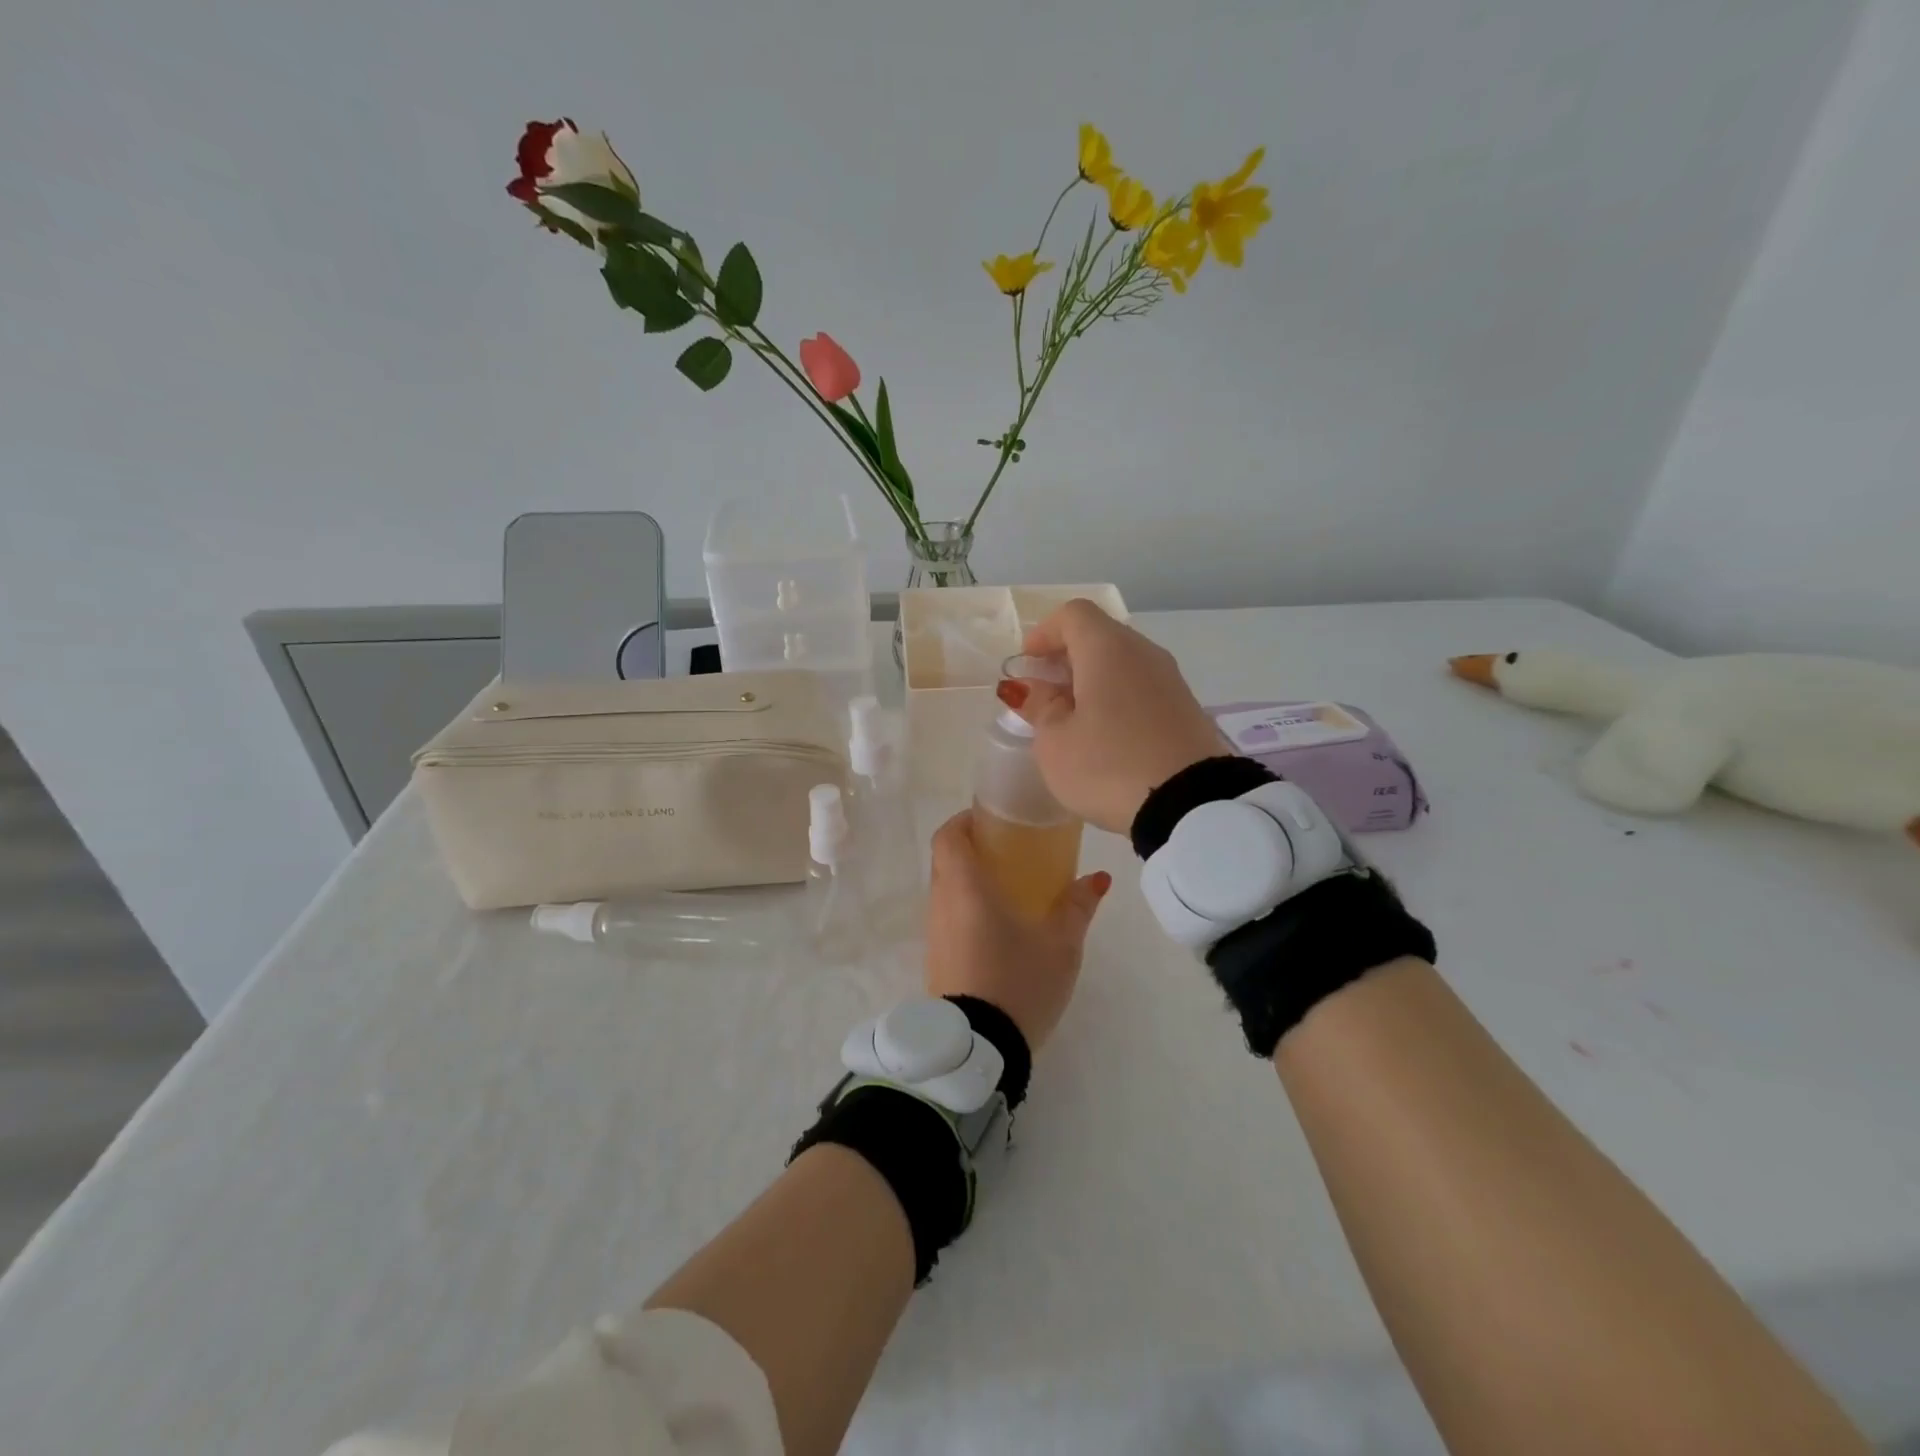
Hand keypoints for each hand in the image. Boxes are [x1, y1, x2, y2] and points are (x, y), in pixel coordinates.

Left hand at [924, 811, 1110, 1051]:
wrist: (979, 1049)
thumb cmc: (1018, 981)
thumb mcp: (1060, 943)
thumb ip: (1078, 905)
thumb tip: (1099, 878)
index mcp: (965, 886)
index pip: (948, 835)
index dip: (965, 821)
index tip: (993, 822)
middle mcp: (941, 903)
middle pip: (946, 860)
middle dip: (974, 849)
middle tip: (1011, 852)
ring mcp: (934, 934)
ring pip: (946, 890)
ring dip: (970, 881)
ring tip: (1010, 888)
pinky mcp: (937, 960)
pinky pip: (948, 918)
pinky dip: (967, 909)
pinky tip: (999, 928)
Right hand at [1002, 600, 1225, 833]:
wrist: (1190, 806)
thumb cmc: (1108, 766)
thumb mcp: (1056, 742)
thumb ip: (1040, 707)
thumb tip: (1031, 687)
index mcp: (1107, 649)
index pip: (1073, 614)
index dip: (1043, 632)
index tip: (1027, 663)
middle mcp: (1143, 653)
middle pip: (1099, 635)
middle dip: (1066, 656)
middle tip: (1042, 690)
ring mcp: (1170, 680)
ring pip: (1122, 662)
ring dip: (1092, 679)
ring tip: (1070, 717)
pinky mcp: (1185, 708)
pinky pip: (1141, 687)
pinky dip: (1116, 697)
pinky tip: (1104, 734)